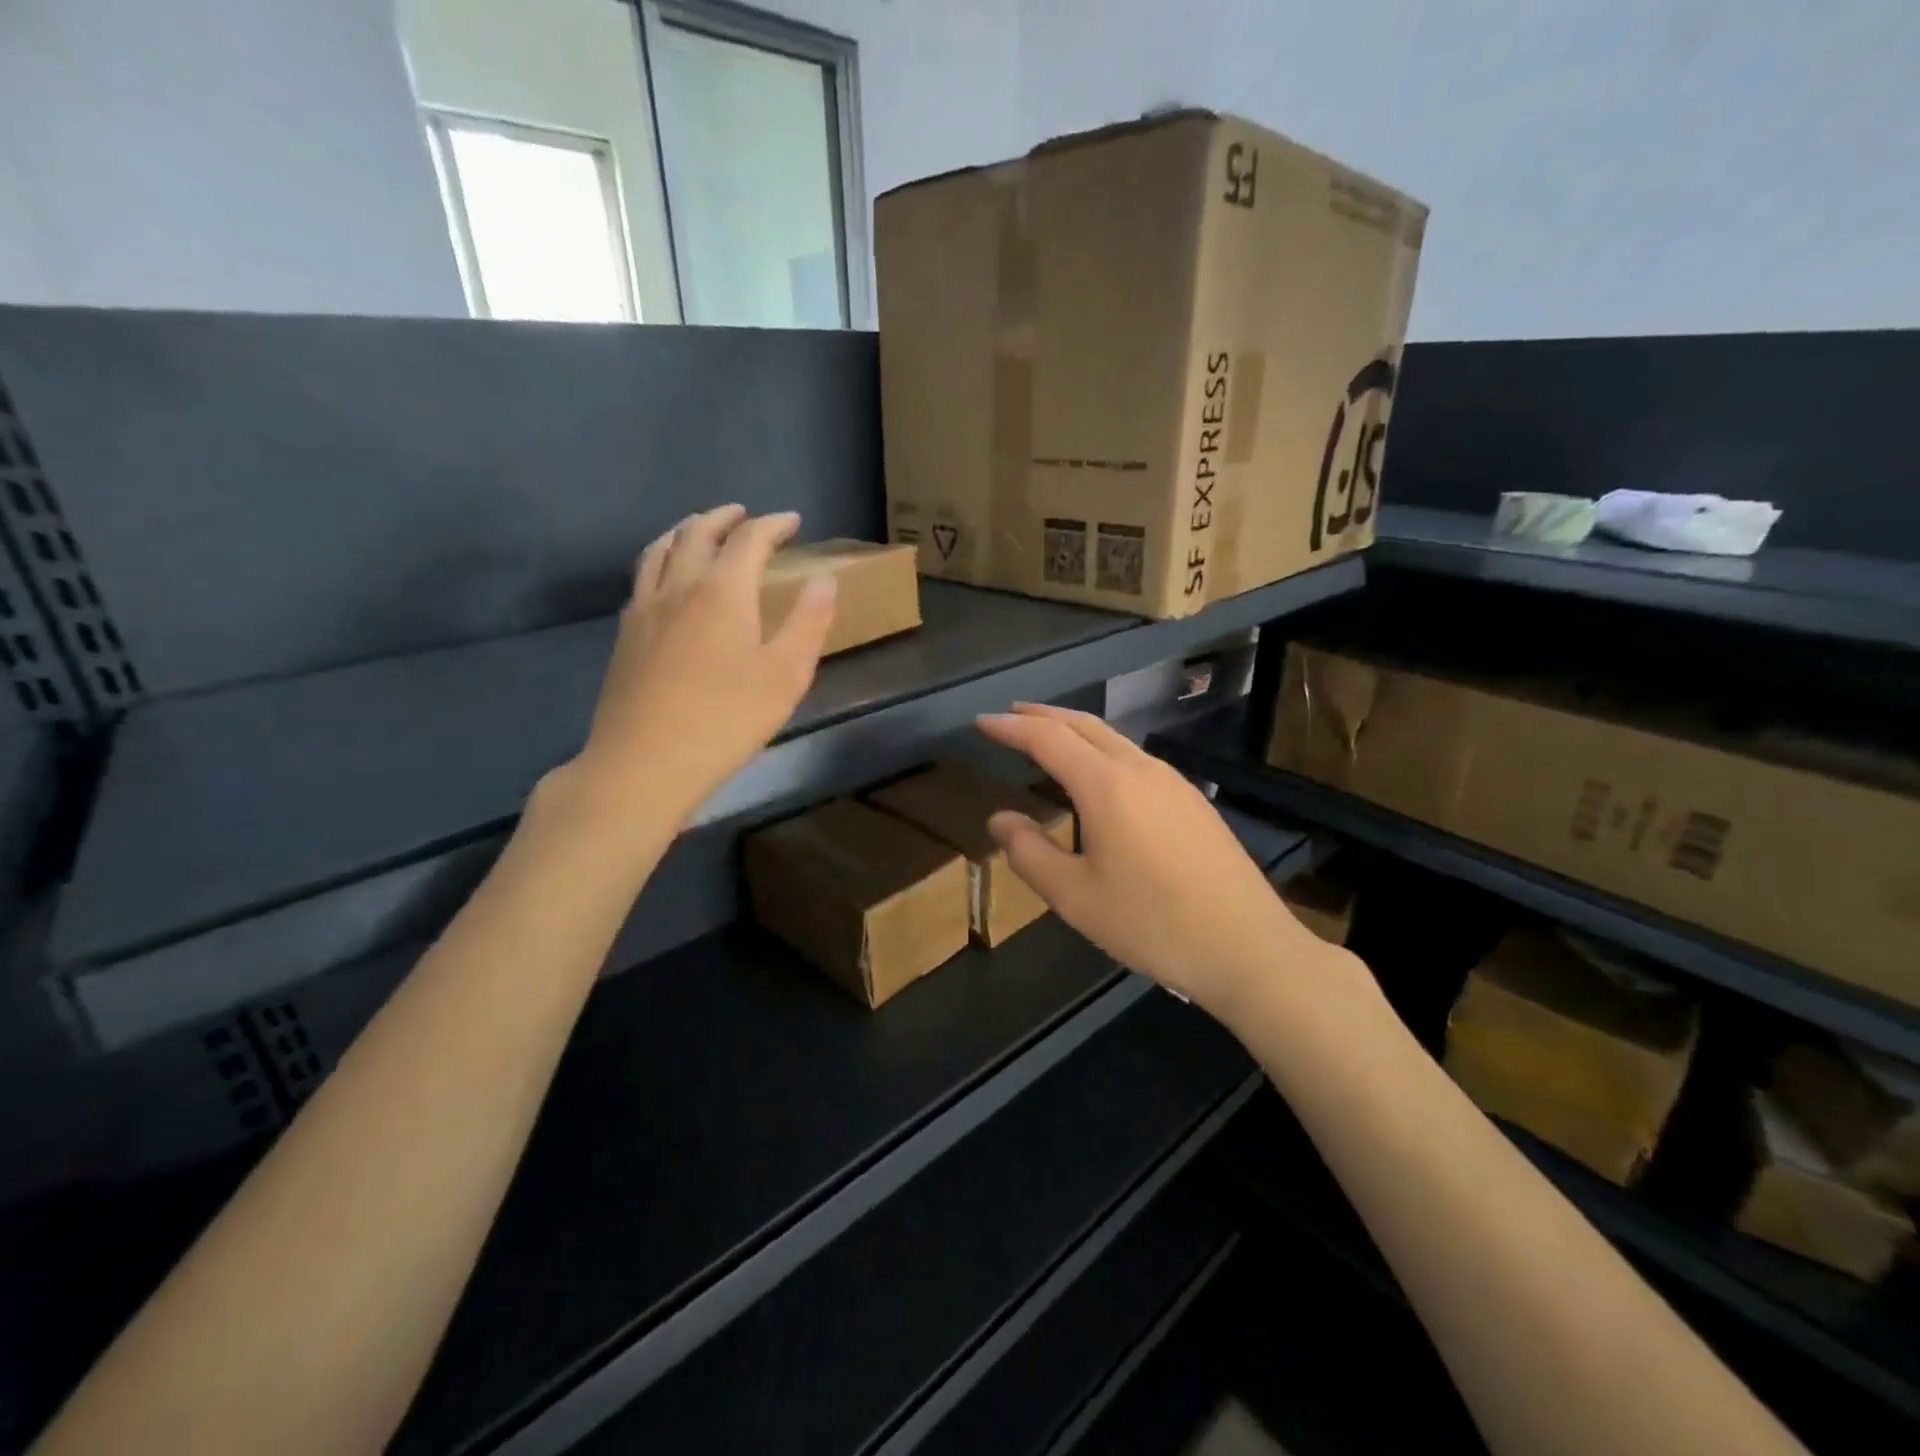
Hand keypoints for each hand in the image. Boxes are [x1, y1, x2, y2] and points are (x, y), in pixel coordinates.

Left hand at [565, 505, 835, 826]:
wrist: (644, 762)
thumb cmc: (726, 720)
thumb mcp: (786, 675)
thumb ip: (808, 622)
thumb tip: (825, 579)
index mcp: (722, 592)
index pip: (749, 540)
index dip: (773, 525)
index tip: (793, 521)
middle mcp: (678, 587)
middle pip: (697, 533)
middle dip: (724, 517)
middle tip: (744, 514)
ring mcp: (644, 610)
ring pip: (660, 549)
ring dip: (686, 530)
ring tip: (701, 530)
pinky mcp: (625, 636)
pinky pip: (643, 577)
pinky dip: (662, 559)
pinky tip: (667, 580)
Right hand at [976, 703, 1344, 1016]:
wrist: (1247, 946)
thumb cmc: (1152, 924)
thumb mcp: (1075, 898)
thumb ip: (1030, 853)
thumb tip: (1000, 819)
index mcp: (1106, 786)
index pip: (1048, 739)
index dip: (1010, 727)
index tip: (981, 722)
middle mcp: (1140, 770)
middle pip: (1084, 724)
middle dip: (1043, 716)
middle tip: (1011, 716)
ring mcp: (1173, 782)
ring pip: (1114, 738)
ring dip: (1075, 731)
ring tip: (1048, 740)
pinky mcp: (1192, 800)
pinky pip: (1136, 758)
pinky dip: (1102, 751)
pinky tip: (1099, 777)